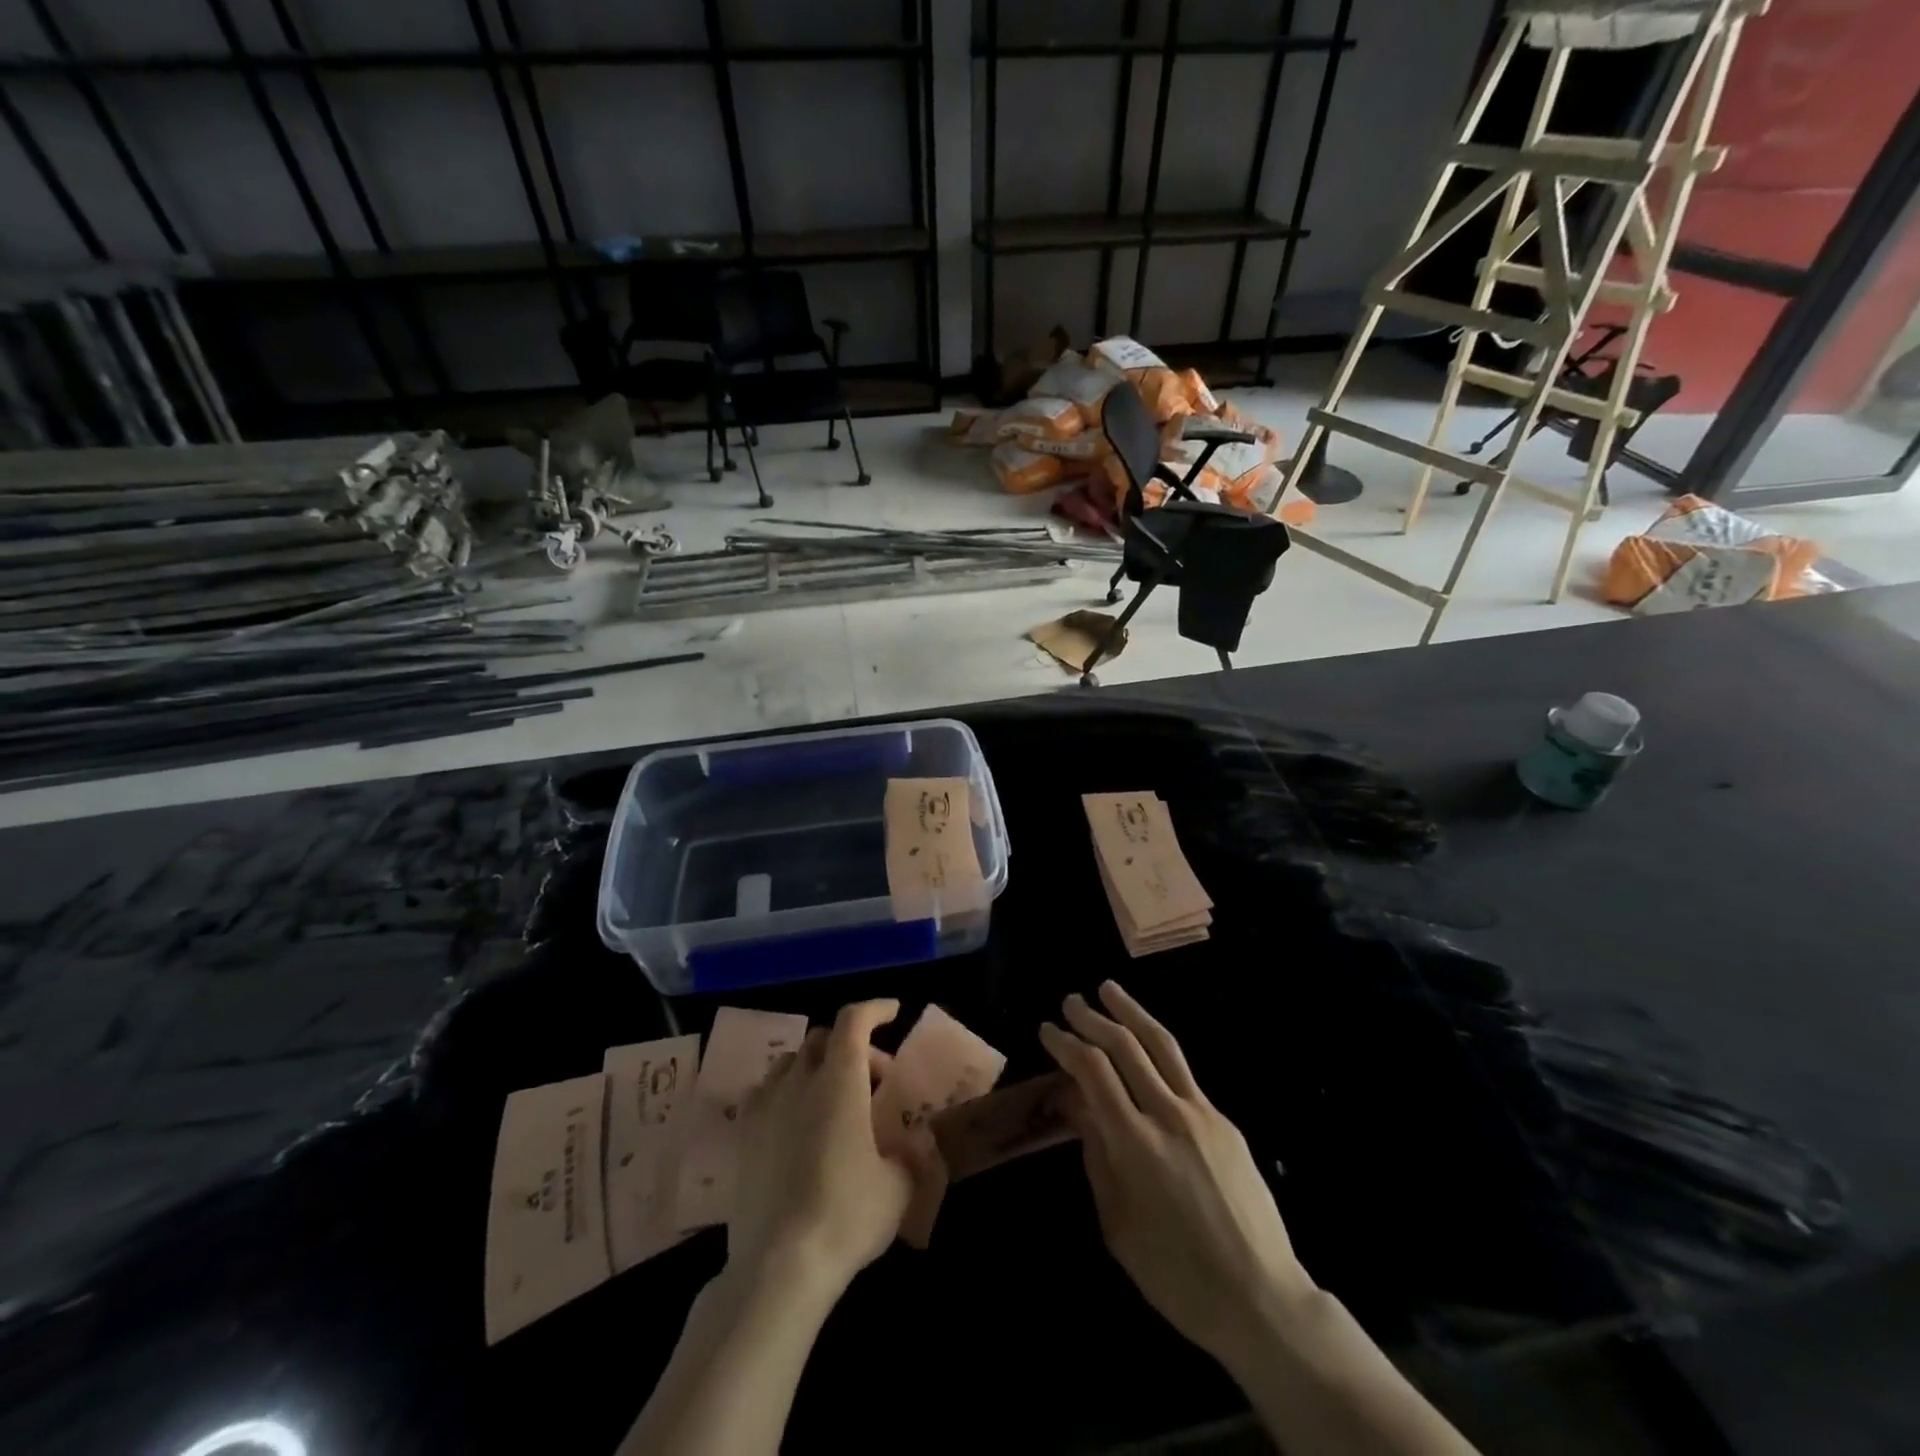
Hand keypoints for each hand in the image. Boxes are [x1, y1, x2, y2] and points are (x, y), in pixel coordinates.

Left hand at [728, 999, 915, 1296]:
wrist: (779, 1266)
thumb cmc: (848, 1214)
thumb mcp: (899, 1186)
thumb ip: (912, 1153)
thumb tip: (919, 1140)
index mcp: (840, 1080)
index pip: (853, 1020)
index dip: (875, 1009)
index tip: (893, 1013)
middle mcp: (800, 1081)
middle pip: (822, 1038)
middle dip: (852, 1046)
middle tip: (875, 1078)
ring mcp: (766, 1106)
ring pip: (790, 1062)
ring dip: (816, 1066)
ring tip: (834, 1098)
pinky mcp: (743, 1136)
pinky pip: (765, 1093)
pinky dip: (786, 1093)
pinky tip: (797, 1124)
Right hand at [1040, 981, 1316, 1365]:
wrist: (1261, 1298)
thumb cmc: (1176, 1275)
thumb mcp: (1117, 1225)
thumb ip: (1096, 1157)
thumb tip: (1078, 1107)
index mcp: (1135, 1143)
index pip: (1093, 1071)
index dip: (1066, 1044)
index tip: (1048, 1030)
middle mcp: (1169, 1115)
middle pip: (1125, 1046)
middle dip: (1092, 1017)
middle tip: (1070, 1001)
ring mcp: (1203, 1113)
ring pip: (1161, 1045)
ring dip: (1131, 1011)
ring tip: (1109, 989)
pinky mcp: (1225, 1122)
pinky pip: (1183, 1072)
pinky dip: (1157, 1048)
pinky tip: (1145, 1045)